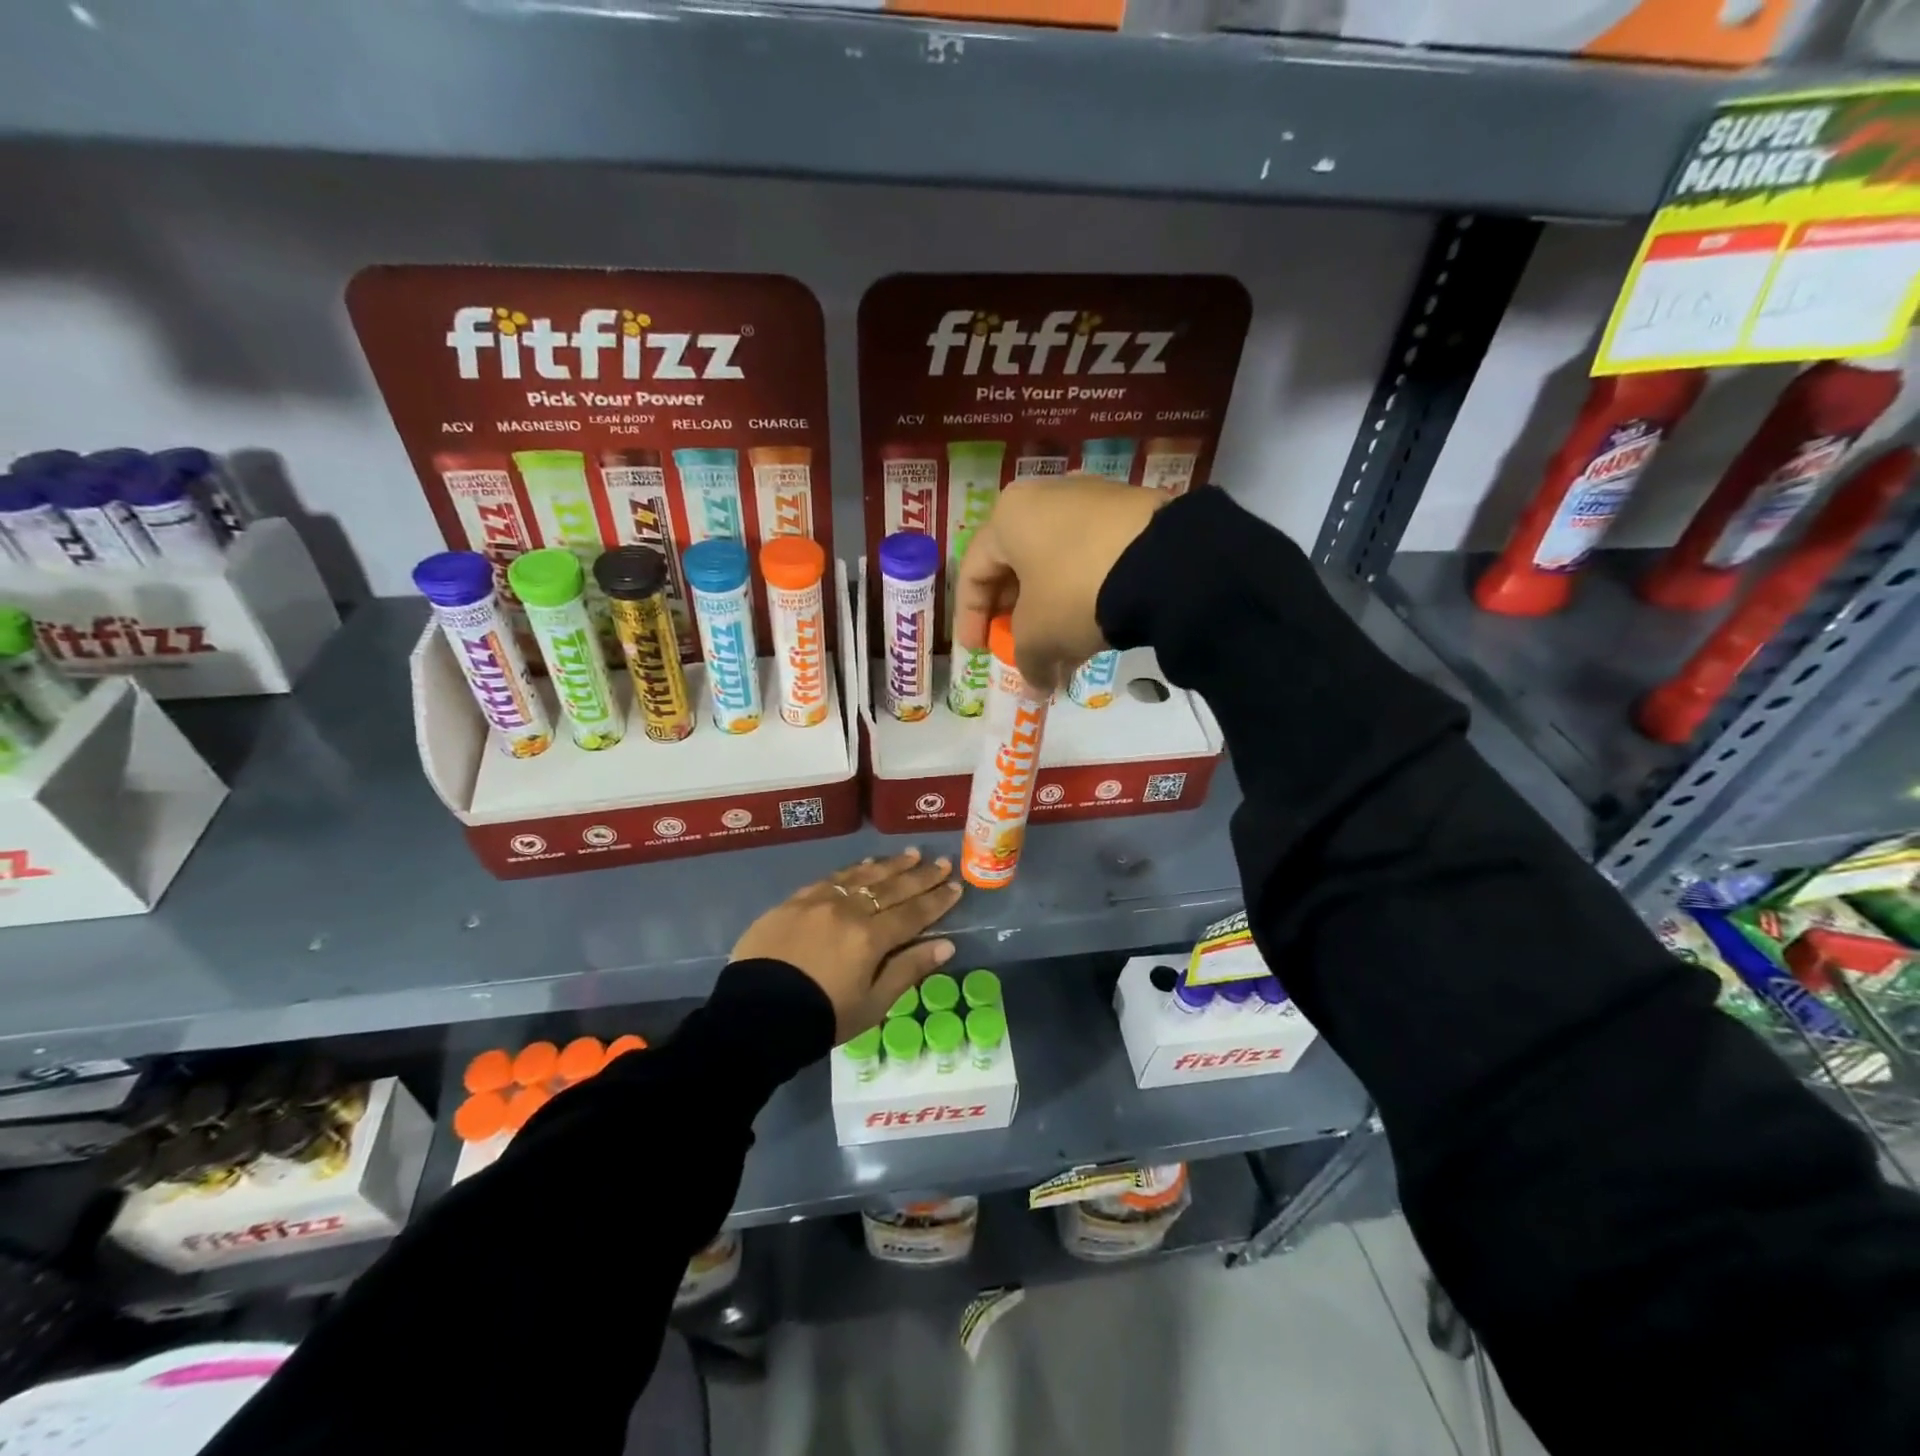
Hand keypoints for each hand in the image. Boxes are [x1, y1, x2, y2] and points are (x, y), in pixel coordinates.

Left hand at [731, 848, 963, 1042]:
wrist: (755, 1016)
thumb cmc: (821, 1017)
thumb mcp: (872, 1004)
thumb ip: (908, 970)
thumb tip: (946, 945)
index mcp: (871, 938)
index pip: (914, 913)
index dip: (937, 900)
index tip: (956, 886)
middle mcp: (849, 910)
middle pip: (892, 888)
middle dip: (920, 876)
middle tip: (941, 862)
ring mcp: (819, 901)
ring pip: (863, 875)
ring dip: (890, 865)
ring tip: (910, 854)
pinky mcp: (794, 901)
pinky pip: (832, 877)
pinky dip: (854, 869)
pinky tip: (866, 864)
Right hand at [952, 474, 1167, 692]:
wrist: (1165, 563)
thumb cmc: (1074, 592)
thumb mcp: (1039, 636)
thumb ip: (1026, 663)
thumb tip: (1035, 688)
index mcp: (1009, 516)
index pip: (973, 572)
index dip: (970, 617)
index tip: (978, 651)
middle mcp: (1046, 497)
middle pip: (1017, 566)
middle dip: (1015, 616)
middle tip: (1018, 649)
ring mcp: (1093, 501)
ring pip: (1057, 566)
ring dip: (1052, 613)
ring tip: (1060, 653)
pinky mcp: (1133, 514)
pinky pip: (1093, 561)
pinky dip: (1085, 597)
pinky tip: (1094, 632)